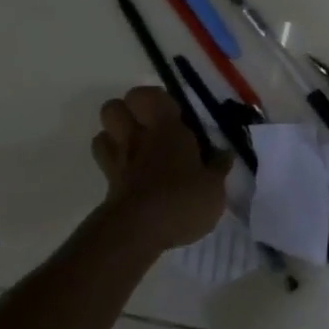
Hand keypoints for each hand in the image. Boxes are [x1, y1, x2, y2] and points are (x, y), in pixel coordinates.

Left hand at [89, 87, 231, 251]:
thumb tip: (225, 154)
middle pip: (113, 107)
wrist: (137, 233)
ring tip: (138, 150)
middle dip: (127, 112)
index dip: (156, 99)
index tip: (175, 115)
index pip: (147, 94)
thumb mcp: (214, 187)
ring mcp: (117, 160)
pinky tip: (133, 175)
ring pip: (103, 133)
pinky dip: (114, 163)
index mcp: (164, 127)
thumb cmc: (181, 200)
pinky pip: (105, 162)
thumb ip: (219, 167)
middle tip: (151, 129)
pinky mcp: (107, 185)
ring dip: (116, 137)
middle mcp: (136, 137)